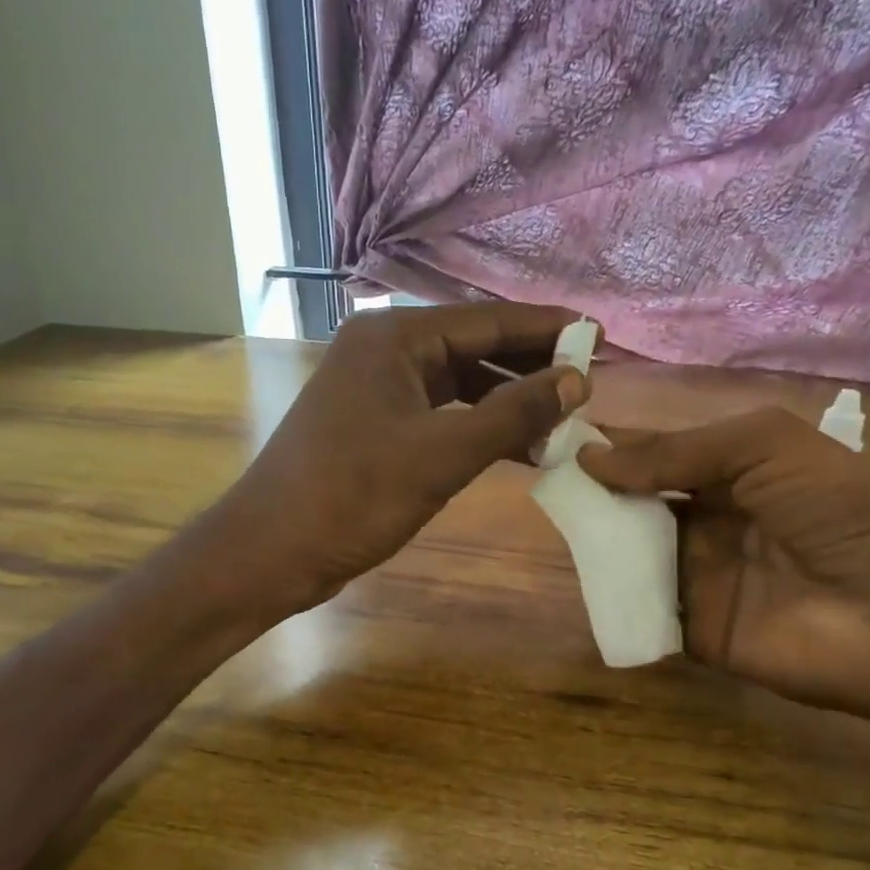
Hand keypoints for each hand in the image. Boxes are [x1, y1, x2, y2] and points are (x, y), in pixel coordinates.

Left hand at [215, 303, 587, 612]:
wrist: (271, 550)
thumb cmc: (353, 496)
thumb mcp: (441, 455)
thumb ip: (512, 414)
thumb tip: (576, 381)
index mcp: (394, 338)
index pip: (487, 320)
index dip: (546, 330)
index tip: (598, 336)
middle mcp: (383, 350)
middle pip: (473, 347)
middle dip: (530, 366)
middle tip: (588, 382)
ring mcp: (375, 388)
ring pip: (457, 383)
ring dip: (506, 401)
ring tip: (561, 420)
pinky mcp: (373, 425)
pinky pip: (439, 413)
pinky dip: (476, 426)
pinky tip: (514, 446)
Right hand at [580, 407, 869, 724]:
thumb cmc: (845, 510)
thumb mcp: (766, 447)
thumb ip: (678, 452)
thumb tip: (590, 459)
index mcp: (733, 474)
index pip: (658, 455)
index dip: (613, 447)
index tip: (556, 438)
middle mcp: (710, 524)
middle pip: (636, 506)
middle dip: (595, 495)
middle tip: (543, 483)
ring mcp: (701, 580)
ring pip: (631, 557)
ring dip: (597, 542)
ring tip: (554, 524)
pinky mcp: (695, 633)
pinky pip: (643, 611)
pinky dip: (613, 599)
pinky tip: (582, 577)